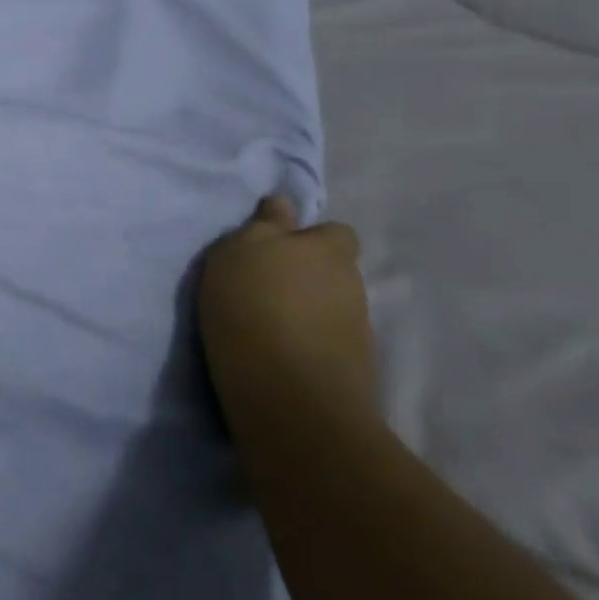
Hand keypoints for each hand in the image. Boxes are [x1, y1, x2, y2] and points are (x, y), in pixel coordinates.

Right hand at [198, 196, 376, 435]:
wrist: (288, 397)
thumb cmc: (254, 306)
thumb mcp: (240, 251)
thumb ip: (264, 225)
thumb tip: (283, 203)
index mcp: (329, 249)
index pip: (334, 232)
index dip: (309, 238)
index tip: (276, 251)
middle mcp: (351, 284)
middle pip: (333, 272)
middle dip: (306, 276)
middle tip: (264, 287)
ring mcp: (358, 331)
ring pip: (331, 308)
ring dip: (306, 312)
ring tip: (267, 325)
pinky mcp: (354, 372)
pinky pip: (328, 343)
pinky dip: (308, 345)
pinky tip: (279, 355)